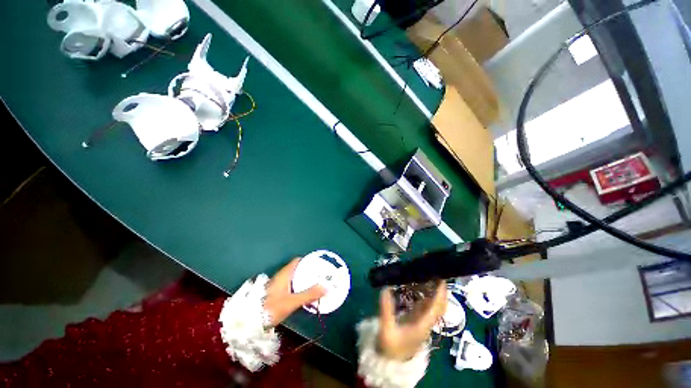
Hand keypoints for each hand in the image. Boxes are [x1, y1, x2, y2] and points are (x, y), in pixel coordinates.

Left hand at [264, 258, 325, 326]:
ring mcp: (278, 285)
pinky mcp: (276, 294)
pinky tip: (304, 295)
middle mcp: (281, 276)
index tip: (319, 264)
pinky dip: (299, 288)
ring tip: (316, 285)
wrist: (249, 322)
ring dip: (304, 281)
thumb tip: (326, 287)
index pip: (298, 261)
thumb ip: (309, 294)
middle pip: (297, 269)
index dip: (308, 261)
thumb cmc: (270, 308)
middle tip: (321, 277)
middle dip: (309, 272)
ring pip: (294, 279)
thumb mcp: (291, 302)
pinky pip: (291, 286)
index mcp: (285, 274)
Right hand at [378, 281, 446, 360]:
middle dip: (441, 291)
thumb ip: (386, 309)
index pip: (435, 308)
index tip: (440, 279)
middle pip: (439, 306)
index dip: (439, 294)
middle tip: (436, 274)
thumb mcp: (386, 329)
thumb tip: (385, 288)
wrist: (391, 361)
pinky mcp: (417, 321)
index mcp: (422, 325)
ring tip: (429, 277)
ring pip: (433, 305)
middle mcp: (426, 323)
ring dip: (434, 292)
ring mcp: (422, 322)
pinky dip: (425, 296)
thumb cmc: (390, 346)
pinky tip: (420, 287)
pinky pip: (425, 306)